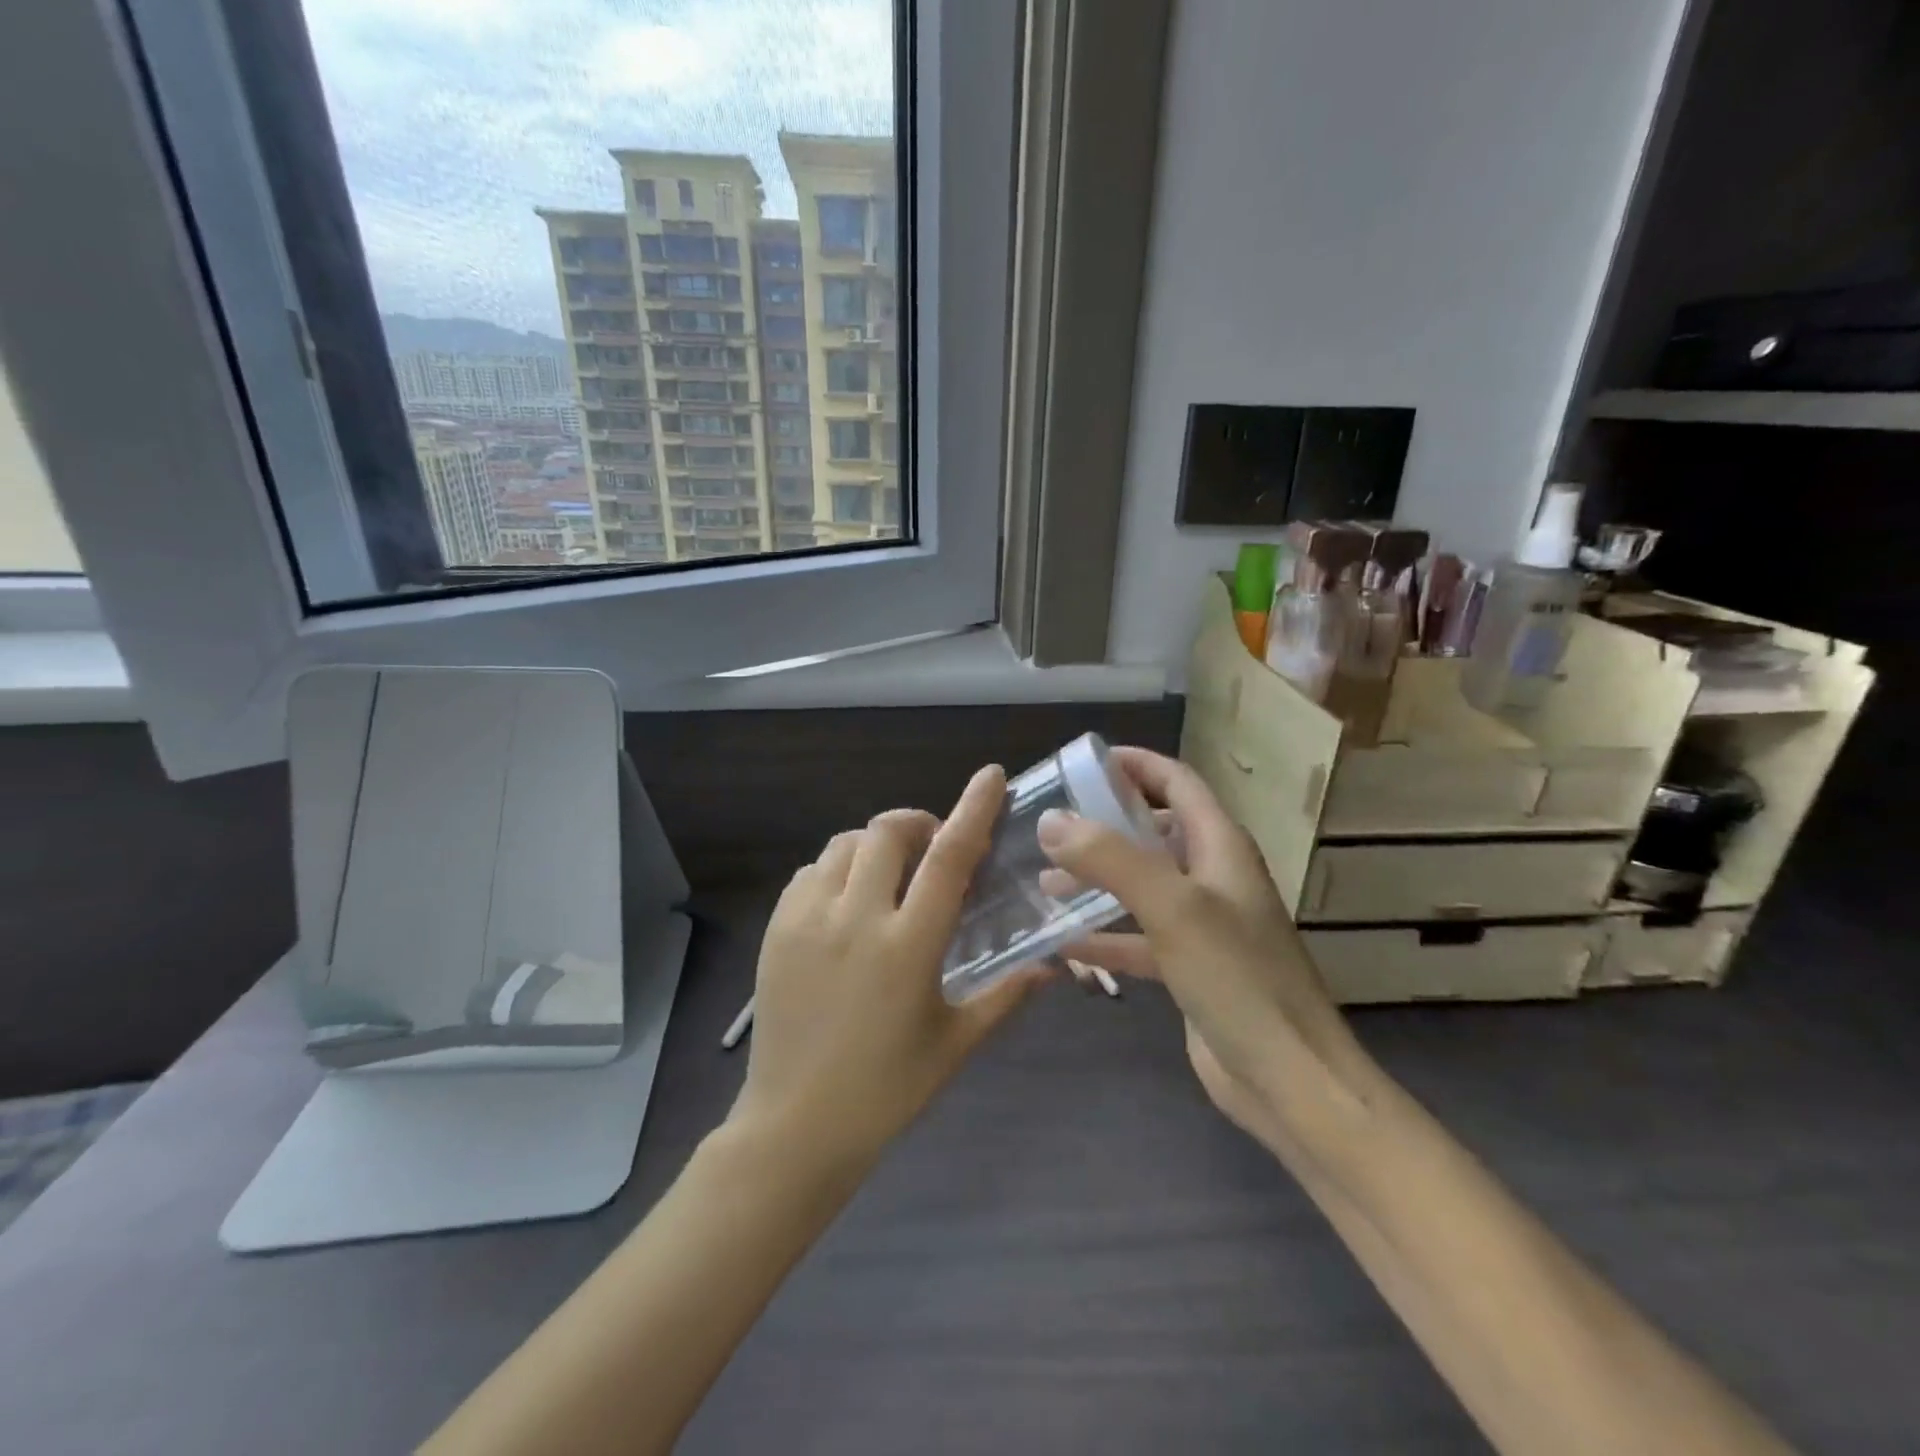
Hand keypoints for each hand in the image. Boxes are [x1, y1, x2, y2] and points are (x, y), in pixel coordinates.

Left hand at [730, 765, 1044, 1169]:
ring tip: (889, 873)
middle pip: (887, 832)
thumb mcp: (956, 1043)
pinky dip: (836, 869)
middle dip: (916, 824)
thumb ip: (1007, 994)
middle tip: (932, 847)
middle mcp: (856, 918)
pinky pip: (810, 871)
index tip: (989, 776)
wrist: (795, 1125)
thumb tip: (1055, 965)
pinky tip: (847, 900)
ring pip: (844, 844)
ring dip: (874, 844)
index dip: (973, 809)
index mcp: (908, 944)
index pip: (948, 857)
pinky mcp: (777, 929)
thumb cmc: (887, 1089)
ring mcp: (808, 919)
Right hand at [1039, 747, 1370, 1140]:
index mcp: (1220, 847)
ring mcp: (1202, 925)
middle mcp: (1212, 877)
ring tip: (1044, 881)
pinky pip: (1138, 938)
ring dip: (1096, 880)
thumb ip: (1111, 858)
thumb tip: (1052, 820)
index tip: (1082, 763)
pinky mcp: (1189, 968)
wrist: (1289, 1080)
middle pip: (1154, 831)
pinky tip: (1061, 943)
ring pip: (1141, 885)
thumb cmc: (1238, 979)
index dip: (1136, 765)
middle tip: (1051, 825)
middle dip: (1105, 823)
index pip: (1178, 782)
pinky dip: (1103, 936)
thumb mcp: (1172, 907)